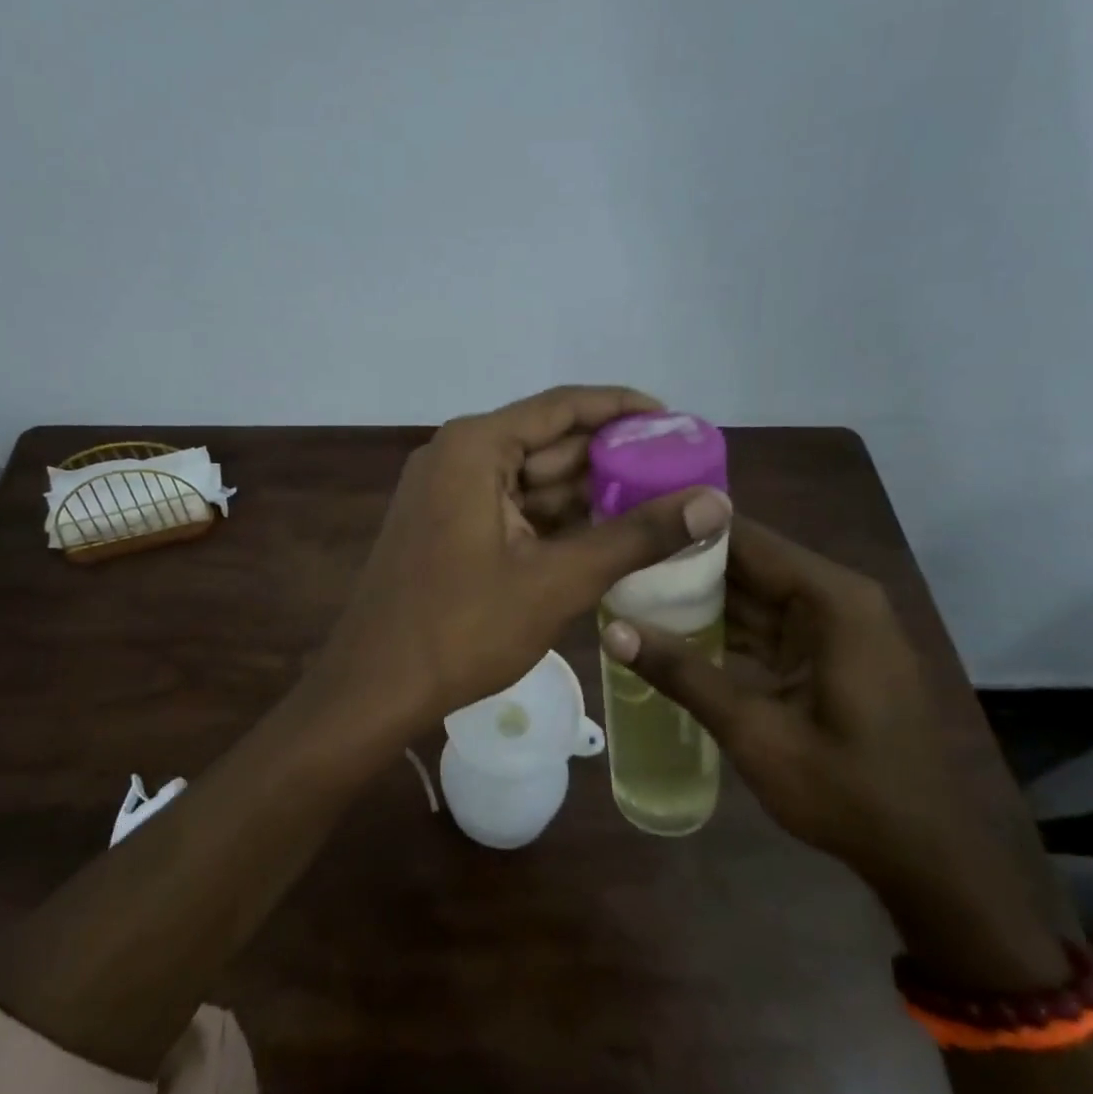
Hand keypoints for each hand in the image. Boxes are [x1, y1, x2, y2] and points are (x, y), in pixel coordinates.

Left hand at [314, 386, 732, 738]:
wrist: (375, 687)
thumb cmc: (463, 627)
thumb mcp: (558, 580)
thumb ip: (637, 536)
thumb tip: (716, 503)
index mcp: (476, 447)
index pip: (564, 406)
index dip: (624, 409)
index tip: (678, 423)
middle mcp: (458, 455)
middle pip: (549, 442)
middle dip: (612, 458)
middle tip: (680, 471)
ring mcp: (448, 492)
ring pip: (532, 479)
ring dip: (587, 493)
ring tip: (657, 503)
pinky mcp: (447, 525)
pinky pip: (512, 508)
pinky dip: (556, 519)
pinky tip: (605, 534)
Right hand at [601, 519, 1062, 985]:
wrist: (927, 857)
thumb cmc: (849, 792)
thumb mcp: (756, 733)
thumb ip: (684, 675)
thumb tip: (612, 630)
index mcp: (832, 601)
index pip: (745, 538)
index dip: (685, 528)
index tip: (628, 526)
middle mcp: (837, 599)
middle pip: (747, 562)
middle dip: (683, 563)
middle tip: (616, 561)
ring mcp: (834, 627)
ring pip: (753, 594)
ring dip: (698, 597)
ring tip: (629, 589)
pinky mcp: (828, 654)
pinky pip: (765, 625)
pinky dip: (723, 628)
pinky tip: (670, 633)